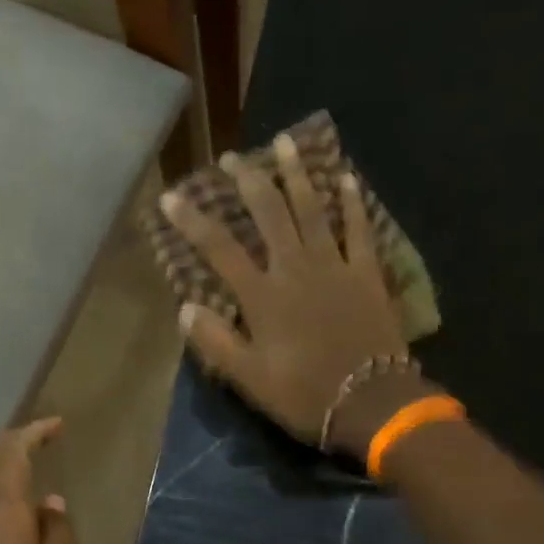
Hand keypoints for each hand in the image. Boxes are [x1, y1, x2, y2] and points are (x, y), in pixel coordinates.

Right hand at [163, 134, 427, 454]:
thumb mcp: (249, 378)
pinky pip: (359, 229)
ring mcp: (334, 266)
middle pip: (268, 214)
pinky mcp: (366, 273)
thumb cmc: (304, 393)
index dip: (192, 221)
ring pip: (312, 210)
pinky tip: (347, 178)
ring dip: (297, 175)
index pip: (219, 249)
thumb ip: (215, 341)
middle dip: (248, 181)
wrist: (371, 401)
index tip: (171, 196)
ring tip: (286, 142)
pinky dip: (353, 203)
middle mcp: (294, 268)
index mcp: (262, 296)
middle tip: (233, 156)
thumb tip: (185, 307)